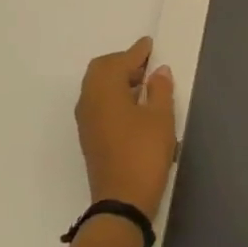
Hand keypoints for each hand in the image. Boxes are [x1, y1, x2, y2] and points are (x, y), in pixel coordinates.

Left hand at [76, 38, 177, 219]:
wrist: (122, 202)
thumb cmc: (144, 154)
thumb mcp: (161, 118)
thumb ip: (160, 90)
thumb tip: (158, 72)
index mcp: (104, 91)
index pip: (119, 61)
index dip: (136, 52)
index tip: (150, 44)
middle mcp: (89, 101)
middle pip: (101, 70)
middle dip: (123, 63)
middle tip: (147, 66)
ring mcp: (86, 121)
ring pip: (97, 87)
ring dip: (117, 80)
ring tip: (144, 85)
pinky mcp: (90, 137)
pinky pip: (98, 103)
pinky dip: (114, 96)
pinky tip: (134, 106)